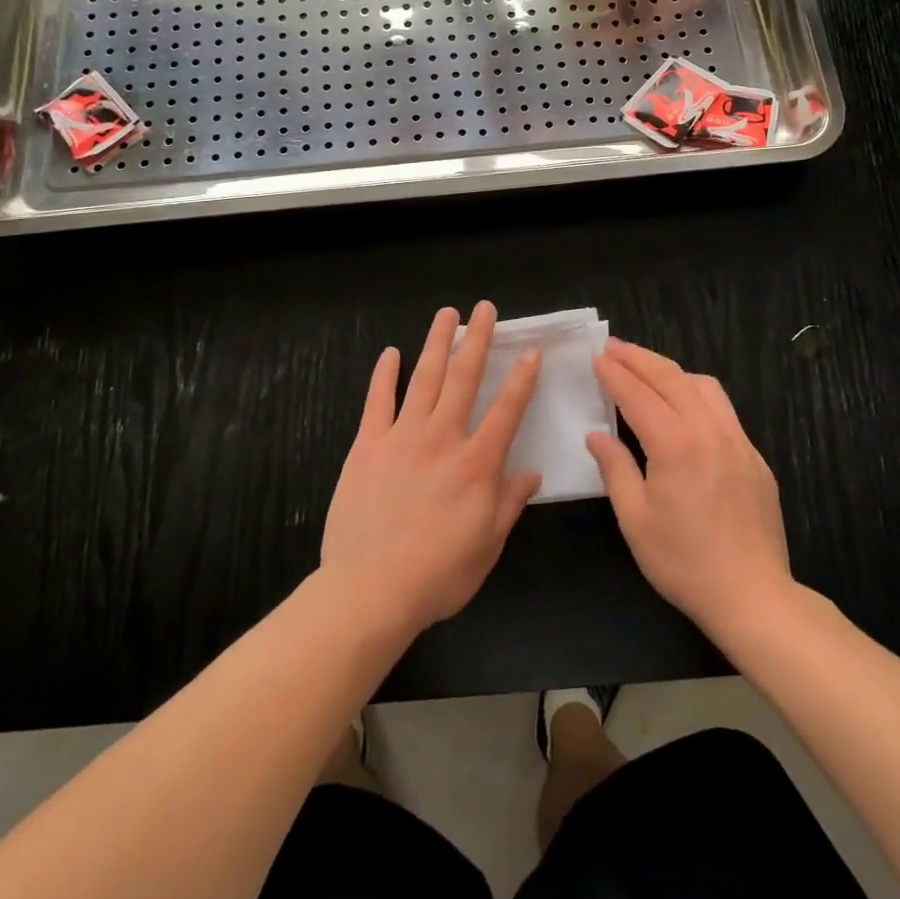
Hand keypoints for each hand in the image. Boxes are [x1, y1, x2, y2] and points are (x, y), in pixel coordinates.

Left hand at [320, 303, 542, 638]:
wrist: (370, 589)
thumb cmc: (437, 575)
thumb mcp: (487, 546)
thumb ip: (509, 504)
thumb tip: (532, 473)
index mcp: (477, 464)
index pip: (507, 410)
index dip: (521, 378)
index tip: (530, 350)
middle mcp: (443, 438)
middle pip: (464, 378)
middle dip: (476, 339)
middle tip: (484, 309)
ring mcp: (402, 437)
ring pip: (424, 378)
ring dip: (437, 343)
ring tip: (446, 314)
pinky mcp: (367, 445)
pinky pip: (377, 402)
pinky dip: (384, 375)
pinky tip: (391, 353)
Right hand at [587, 340, 793, 639]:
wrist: (753, 595)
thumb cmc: (684, 562)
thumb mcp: (635, 520)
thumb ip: (615, 469)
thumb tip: (597, 435)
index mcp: (675, 445)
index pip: (638, 395)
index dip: (615, 374)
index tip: (597, 358)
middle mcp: (709, 431)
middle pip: (671, 378)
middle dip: (639, 358)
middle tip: (614, 347)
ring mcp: (737, 441)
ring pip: (703, 385)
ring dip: (671, 370)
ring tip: (647, 370)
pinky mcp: (754, 456)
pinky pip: (723, 409)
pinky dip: (696, 392)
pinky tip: (685, 406)